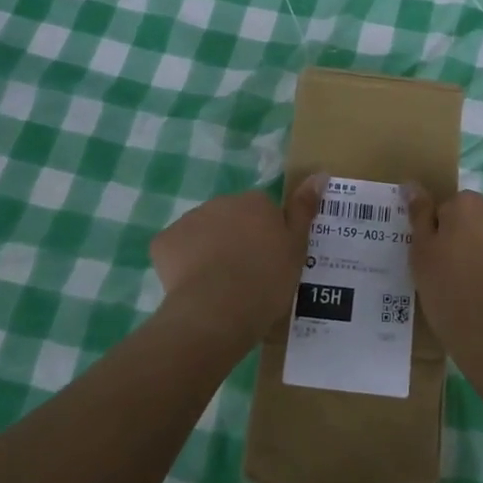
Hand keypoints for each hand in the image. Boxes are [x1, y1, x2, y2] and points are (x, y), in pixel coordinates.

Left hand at [149, 179, 321, 345]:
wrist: (218, 310)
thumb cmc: (266, 280)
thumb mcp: (296, 247)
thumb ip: (304, 209)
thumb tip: (319, 173)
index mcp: (255, 202)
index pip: (262, 212)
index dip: (265, 236)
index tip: (267, 262)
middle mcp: (221, 202)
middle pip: (229, 218)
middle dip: (235, 240)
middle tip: (245, 275)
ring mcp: (188, 220)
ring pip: (201, 233)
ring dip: (208, 250)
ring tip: (218, 286)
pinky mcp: (163, 243)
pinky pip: (174, 250)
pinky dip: (181, 264)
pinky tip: (192, 288)